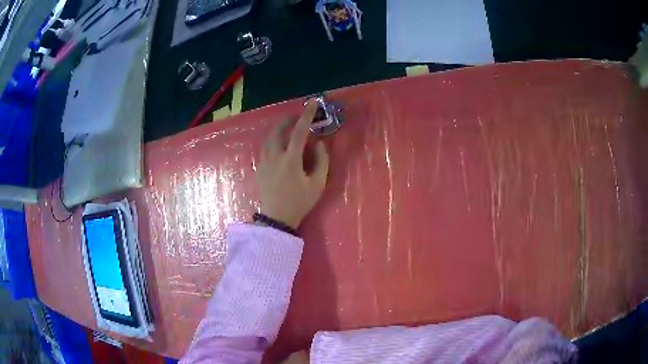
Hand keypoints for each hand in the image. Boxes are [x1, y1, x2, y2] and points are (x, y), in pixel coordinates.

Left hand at [256, 101, 329, 228]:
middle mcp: (275, 156)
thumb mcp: (318, 184)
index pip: (299, 131)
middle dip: (287, 120)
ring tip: (287, 130)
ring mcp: (264, 162)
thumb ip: (321, 161)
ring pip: (268, 138)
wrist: (277, 218)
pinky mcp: (259, 168)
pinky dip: (272, 141)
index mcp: (291, 159)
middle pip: (278, 130)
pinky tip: (278, 146)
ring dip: (278, 130)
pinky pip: (265, 148)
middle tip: (296, 118)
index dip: (306, 115)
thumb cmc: (300, 202)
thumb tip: (318, 143)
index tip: (312, 103)